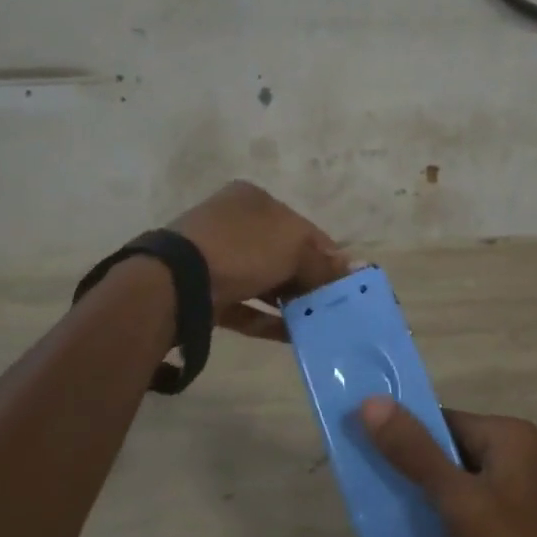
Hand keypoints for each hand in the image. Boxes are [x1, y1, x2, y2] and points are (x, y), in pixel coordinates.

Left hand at [169, 181, 350, 340]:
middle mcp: (234, 223)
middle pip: (282, 254)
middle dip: (308, 280)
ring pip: (263, 281)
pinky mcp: (205, 292)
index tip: (346, 282)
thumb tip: (358, 269)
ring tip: (317, 324)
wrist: (179, 281)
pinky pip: (245, 306)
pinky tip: (293, 337)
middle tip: (332, 307)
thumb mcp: (293, 247)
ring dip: (289, 301)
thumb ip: (324, 262)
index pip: (302, 227)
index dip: (328, 254)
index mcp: (254, 200)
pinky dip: (267, 320)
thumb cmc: (243, 249)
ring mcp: (216, 258)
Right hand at [359, 399, 536, 536]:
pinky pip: (470, 507)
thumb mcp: (458, 503)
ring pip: (457, 481)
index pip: (443, 420)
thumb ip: (415, 451)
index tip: (363, 454)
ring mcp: (522, 490)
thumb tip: (371, 401)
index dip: (402, 434)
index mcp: (510, 436)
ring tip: (380, 519)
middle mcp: (520, 454)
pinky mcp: (518, 523)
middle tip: (365, 491)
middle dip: (408, 470)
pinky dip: (442, 519)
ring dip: (421, 497)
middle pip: (449, 449)